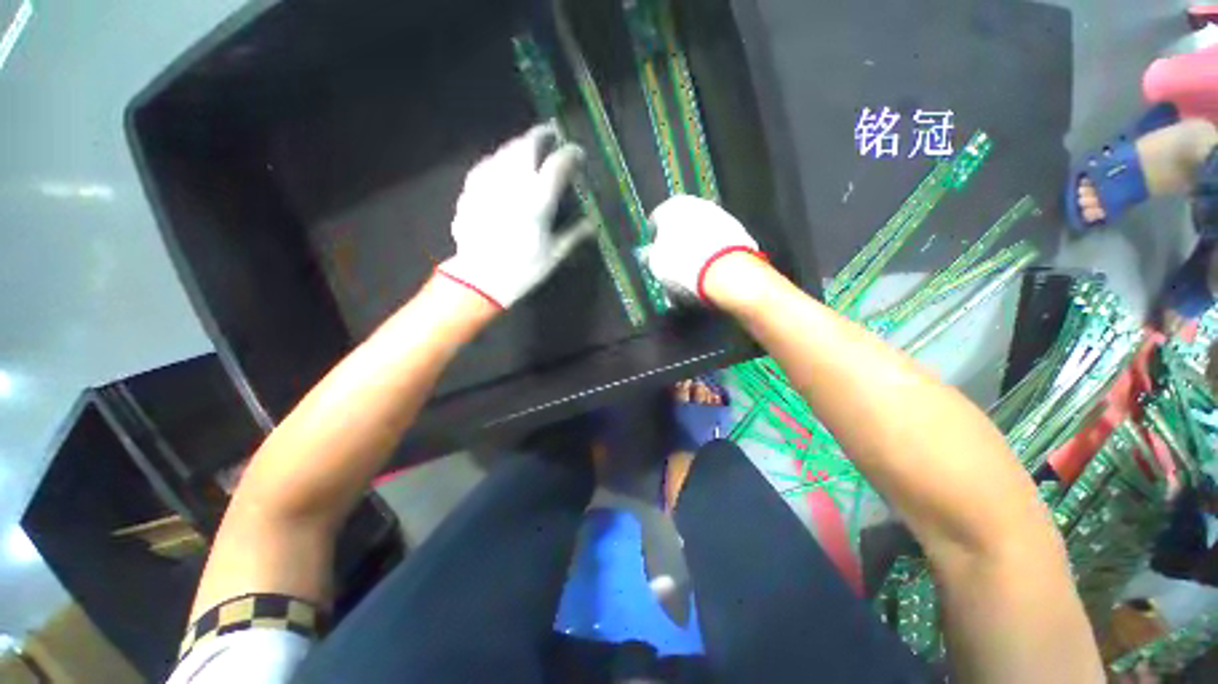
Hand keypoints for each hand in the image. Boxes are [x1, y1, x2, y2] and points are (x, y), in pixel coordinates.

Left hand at [438, 123, 593, 308]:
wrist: (480, 278)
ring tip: (529, 148)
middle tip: (551, 135)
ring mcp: (489, 183)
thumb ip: (574, 234)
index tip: (578, 154)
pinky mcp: (472, 189)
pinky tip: (502, 165)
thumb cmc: (523, 269)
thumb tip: (593, 224)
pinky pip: (487, 163)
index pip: (558, 164)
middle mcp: (514, 183)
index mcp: (538, 201)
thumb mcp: (554, 254)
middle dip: (541, 136)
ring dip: (520, 145)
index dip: (571, 154)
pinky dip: (499, 159)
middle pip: (527, 145)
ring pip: (505, 150)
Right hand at [646, 195, 762, 302]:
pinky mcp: (740, 230)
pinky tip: (708, 273)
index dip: (653, 242)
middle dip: (676, 245)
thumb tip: (649, 254)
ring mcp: (721, 215)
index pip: (655, 222)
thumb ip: (649, 255)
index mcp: (671, 206)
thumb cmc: (683, 265)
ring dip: (695, 250)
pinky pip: (718, 243)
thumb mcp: (655, 264)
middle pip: (681, 226)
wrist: (726, 273)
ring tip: (692, 275)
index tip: (654, 257)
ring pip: (701, 234)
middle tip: (673, 268)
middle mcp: (697, 203)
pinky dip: (712, 254)